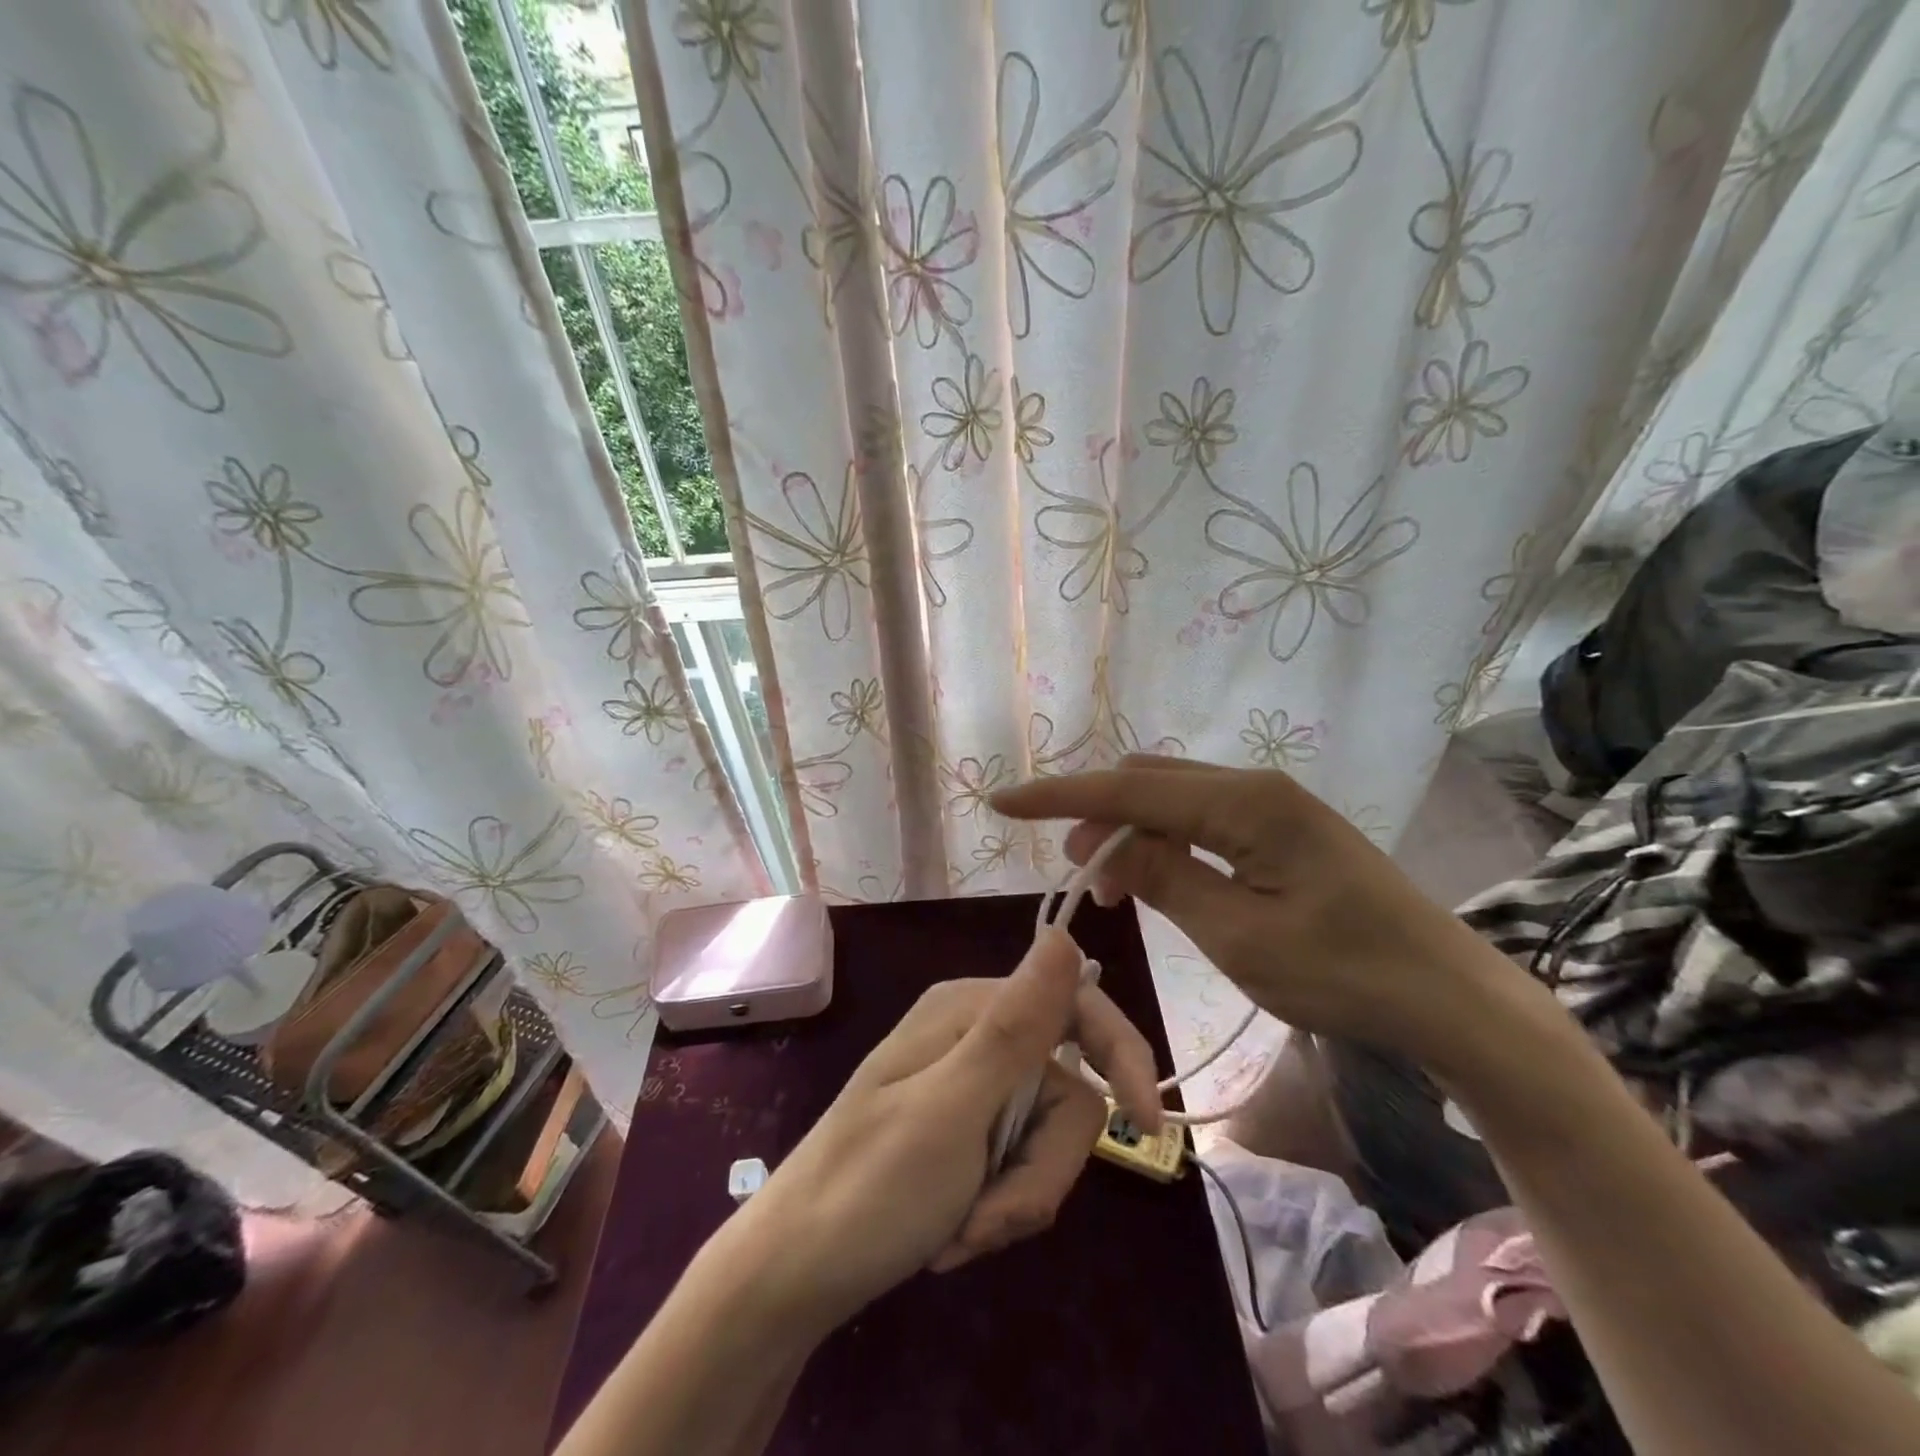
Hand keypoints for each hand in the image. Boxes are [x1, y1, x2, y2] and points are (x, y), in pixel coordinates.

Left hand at [735, 927, 1161, 1332]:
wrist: (790, 1280)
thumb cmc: (868, 1189)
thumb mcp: (952, 1108)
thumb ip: (1016, 1025)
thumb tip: (1065, 936)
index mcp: (967, 1011)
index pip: (1074, 1007)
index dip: (1120, 1056)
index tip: (1149, 1126)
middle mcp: (971, 1039)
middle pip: (1064, 1094)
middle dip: (1039, 1170)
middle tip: (988, 1219)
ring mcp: (967, 1089)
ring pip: (1045, 1141)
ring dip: (1013, 1200)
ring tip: (960, 1234)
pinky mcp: (962, 1136)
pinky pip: (1016, 1168)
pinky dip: (995, 1210)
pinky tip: (950, 1236)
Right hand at [992, 755, 1521, 1066]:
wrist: (1450, 995)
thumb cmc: (1345, 975)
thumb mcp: (1239, 937)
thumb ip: (1165, 879)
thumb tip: (1102, 844)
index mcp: (1244, 804)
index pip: (1127, 790)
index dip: (1059, 796)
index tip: (1001, 802)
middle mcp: (1254, 786)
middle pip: (1148, 782)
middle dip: (1097, 818)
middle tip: (1080, 880)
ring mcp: (1272, 803)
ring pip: (1172, 797)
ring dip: (1131, 831)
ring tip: (1114, 887)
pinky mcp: (1283, 826)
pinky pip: (1202, 816)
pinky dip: (1166, 839)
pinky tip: (1161, 876)